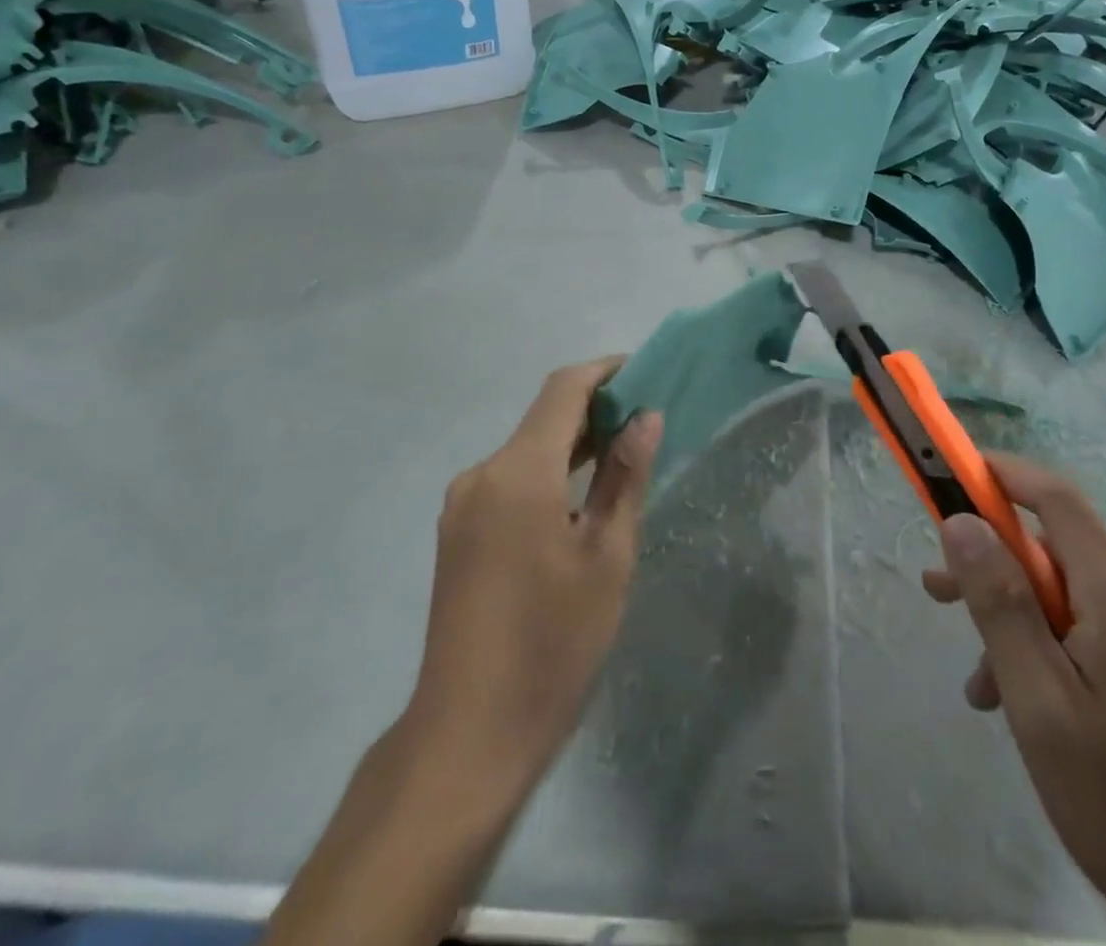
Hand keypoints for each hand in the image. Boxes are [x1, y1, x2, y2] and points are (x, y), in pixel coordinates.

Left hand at [264, 364, 660, 945]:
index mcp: (518, 473)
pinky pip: (509, 481)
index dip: (605, 371)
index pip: (563, 390)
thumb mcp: (607, 557)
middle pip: (543, 418)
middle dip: (595, 409)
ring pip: (526, 450)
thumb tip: (645, 417)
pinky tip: (580, 500)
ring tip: (623, 458)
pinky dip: (548, 473)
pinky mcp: (458, 533)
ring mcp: (462, 505)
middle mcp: (482, 475)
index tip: (645, 372)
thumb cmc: (553, 644)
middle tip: (647, 420)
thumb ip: (625, 477)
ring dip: (572, 444)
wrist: (467, 735)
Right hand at [922, 456, 1105, 945]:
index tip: (952, 474)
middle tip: (938, 593)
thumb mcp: (1039, 704)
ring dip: (1025, 625)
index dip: (1004, 475)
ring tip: (985, 688)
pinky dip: (1061, 651)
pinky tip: (1037, 709)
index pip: (1058, 501)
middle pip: (1062, 555)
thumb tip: (962, 521)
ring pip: (1080, 601)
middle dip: (997, 567)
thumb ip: (999, 604)